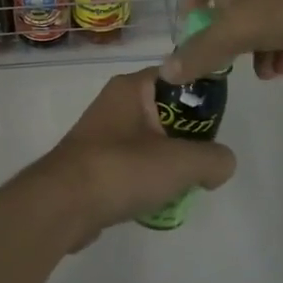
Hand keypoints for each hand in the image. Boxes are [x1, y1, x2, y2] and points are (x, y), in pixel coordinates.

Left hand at [32, 69, 236, 247]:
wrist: (62, 205)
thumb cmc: (122, 169)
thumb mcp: (182, 161)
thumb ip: (214, 158)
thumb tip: (220, 165)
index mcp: (133, 87)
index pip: (180, 76)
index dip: (204, 97)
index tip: (220, 125)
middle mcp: (116, 103)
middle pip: (168, 112)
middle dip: (189, 138)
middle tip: (204, 162)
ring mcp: (103, 134)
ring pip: (152, 141)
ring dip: (169, 162)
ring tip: (184, 185)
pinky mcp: (95, 164)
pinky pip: (133, 165)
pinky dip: (147, 180)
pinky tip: (157, 200)